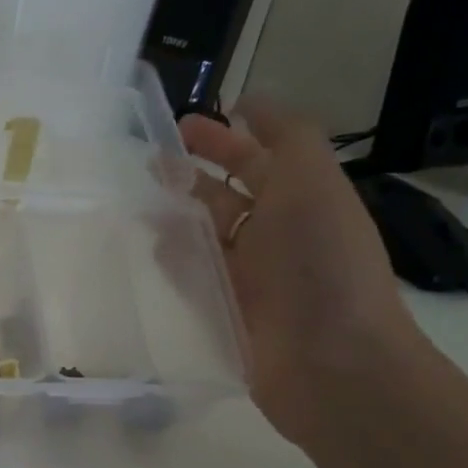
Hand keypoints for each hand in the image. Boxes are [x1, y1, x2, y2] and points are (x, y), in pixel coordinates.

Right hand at [179, 105, 424, 444]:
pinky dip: (173, 259)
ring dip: (175, 213)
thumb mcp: (313, 180)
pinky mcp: (227, 311)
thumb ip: (287, 137)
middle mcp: (277, 233)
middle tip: (148, 158)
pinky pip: (194, 275)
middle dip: (192, 171)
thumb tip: (251, 107)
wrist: (330, 360)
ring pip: (205, 234)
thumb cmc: (321, 262)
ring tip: (136, 198)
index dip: (226, 135)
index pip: (258, 156)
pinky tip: (150, 246)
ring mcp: (250, 275)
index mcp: (302, 198)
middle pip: (227, 193)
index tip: (182, 122)